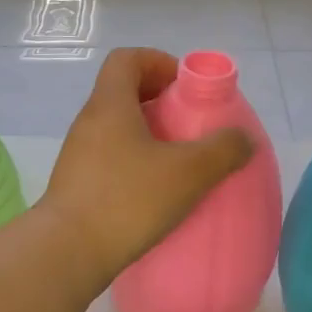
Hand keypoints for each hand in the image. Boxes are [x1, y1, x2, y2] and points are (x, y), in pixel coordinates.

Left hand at [42, 48, 253, 286]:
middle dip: (160, 101)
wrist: (68, 252)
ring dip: (148, 135)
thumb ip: (223, 150)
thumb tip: (243, 139)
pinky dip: (135, 162)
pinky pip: (110, 158)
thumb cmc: (128, 200)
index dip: (158, 62)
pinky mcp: (77, 184)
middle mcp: (89, 122)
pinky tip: (156, 192)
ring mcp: (78, 154)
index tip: (184, 87)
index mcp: (110, 104)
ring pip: (117, 128)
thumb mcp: (188, 172)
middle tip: (189, 125)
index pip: (127, 59)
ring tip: (178, 162)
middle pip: (123, 92)